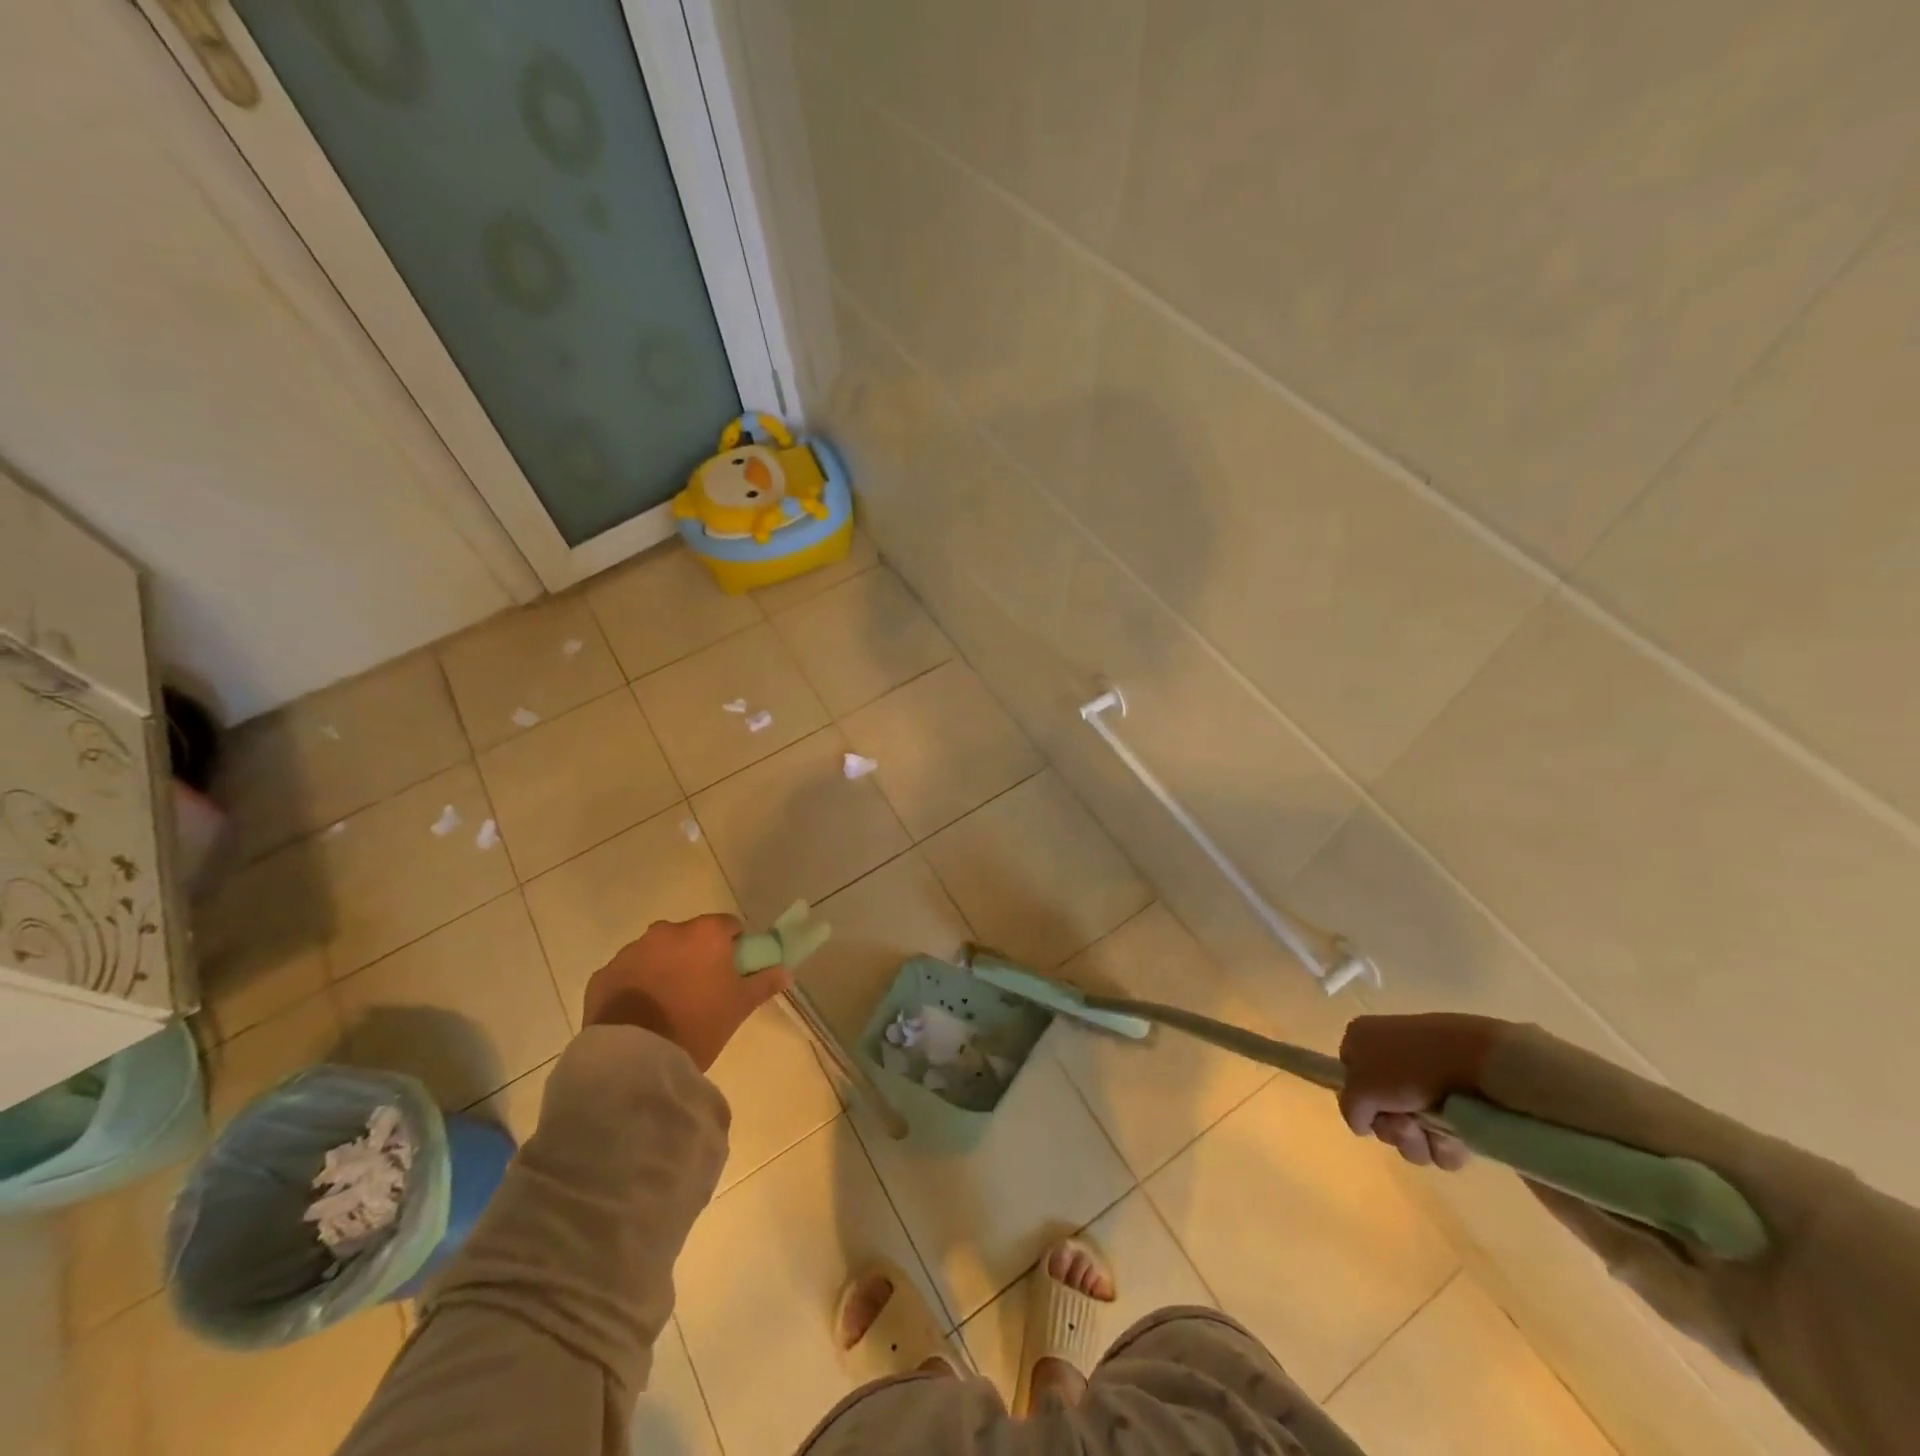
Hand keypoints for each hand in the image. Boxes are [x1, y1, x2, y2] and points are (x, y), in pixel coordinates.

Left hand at [581, 913, 790, 1070]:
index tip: (732, 972)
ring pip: (657, 953)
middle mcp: (667, 931)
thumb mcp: (739, 1006)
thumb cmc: (697, 1024)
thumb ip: (764, 982)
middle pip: (690, 937)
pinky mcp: (603, 974)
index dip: (734, 947)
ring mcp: (631, 950)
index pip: (729, 926)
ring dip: (665, 968)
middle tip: (702, 991)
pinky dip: (636, 985)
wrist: (634, 1058)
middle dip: (697, 956)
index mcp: (705, 933)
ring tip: (668, 1006)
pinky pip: (628, 973)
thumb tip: (786, 971)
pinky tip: (640, 1014)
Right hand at [1337, 1013, 1503, 1170]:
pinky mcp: (1458, 1098)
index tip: (1371, 1113)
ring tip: (1434, 1135)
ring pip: (1413, 1129)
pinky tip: (1455, 1138)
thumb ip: (1348, 1107)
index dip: (1359, 1101)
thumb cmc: (1406, 1066)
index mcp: (1362, 1039)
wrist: (1474, 1060)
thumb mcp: (1359, 1087)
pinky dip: (1446, 1144)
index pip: (1348, 1076)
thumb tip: (1360, 1123)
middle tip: (1406, 1128)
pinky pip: (1443, 1134)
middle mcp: (1391, 1055)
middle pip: (1381, 1110)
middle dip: (1392, 1130)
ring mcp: (1426, 1076)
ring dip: (1419, 1142)